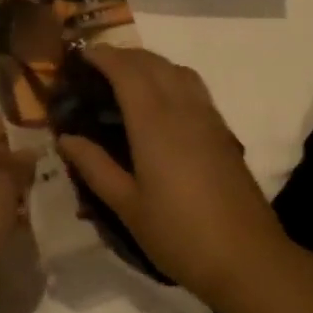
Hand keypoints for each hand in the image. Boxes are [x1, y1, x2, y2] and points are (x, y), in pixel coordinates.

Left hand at [0, 109, 33, 312]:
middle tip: (43, 172)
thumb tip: (28, 151)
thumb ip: (18, 166)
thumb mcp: (1, 189)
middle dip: (13, 158)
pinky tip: (22, 224)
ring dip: (9, 188)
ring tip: (38, 198)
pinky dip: (0, 212)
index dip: (9, 123)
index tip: (37, 140)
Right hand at [55, 47, 291, 306]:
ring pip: (177, 70)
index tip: (79, 56)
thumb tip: (66, 138)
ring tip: (126, 79)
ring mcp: (207, 117)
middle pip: (153, 62)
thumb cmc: (179, 234)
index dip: (103, 56)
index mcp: (154, 123)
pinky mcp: (222, 131)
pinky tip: (160, 103)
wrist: (246, 257)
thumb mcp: (128, 206)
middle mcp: (183, 109)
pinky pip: (193, 86)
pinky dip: (171, 77)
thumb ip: (95, 167)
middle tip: (96, 67)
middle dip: (123, 55)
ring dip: (150, 63)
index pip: (127, 71)